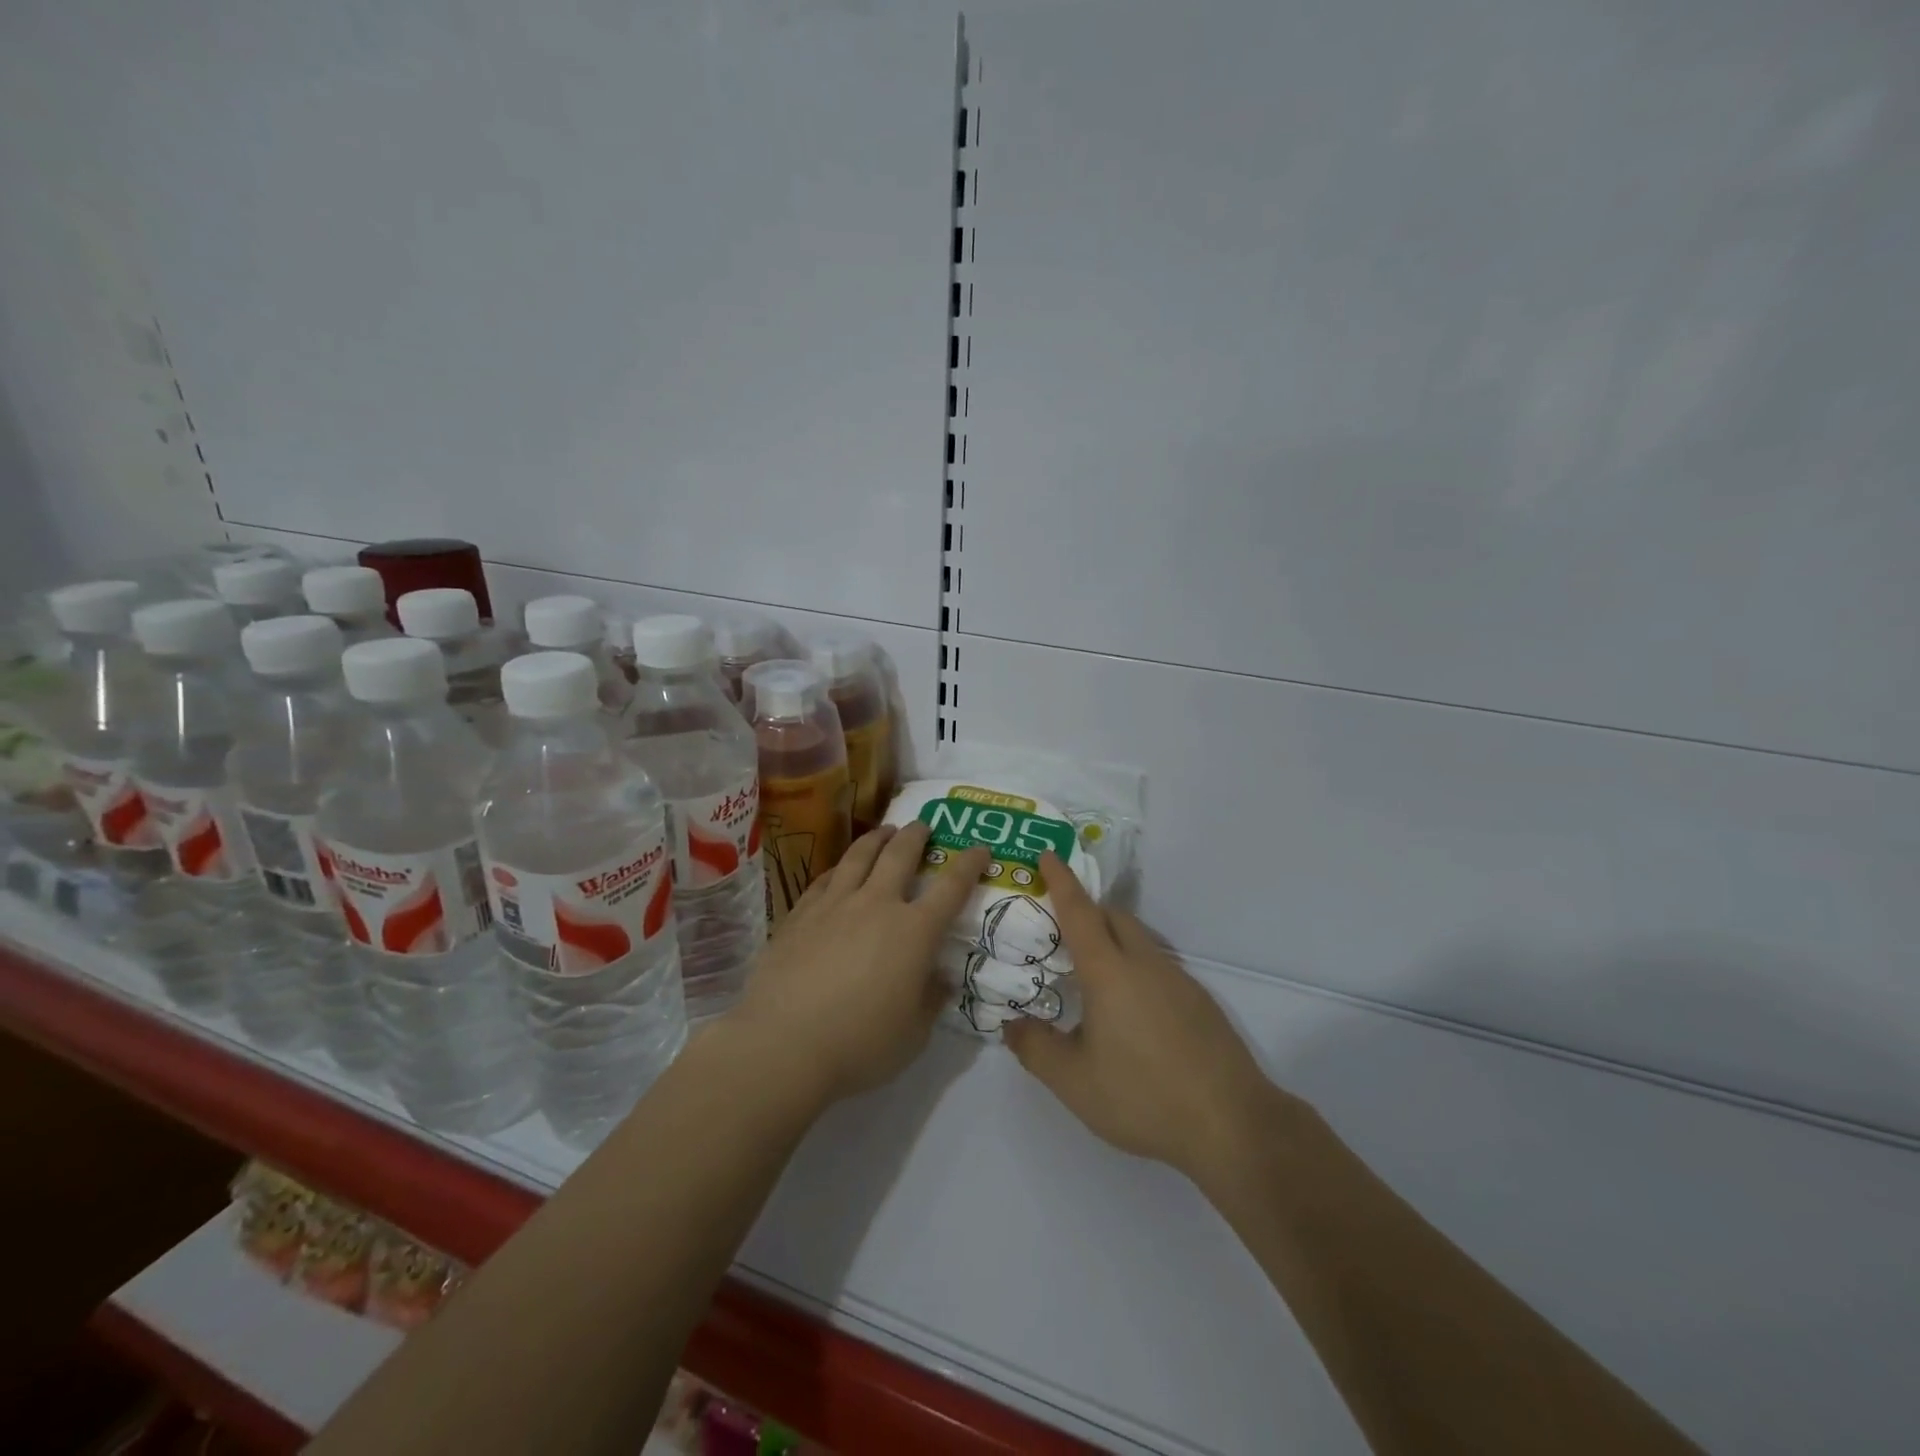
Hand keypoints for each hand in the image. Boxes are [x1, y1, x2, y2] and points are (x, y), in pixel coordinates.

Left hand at [726, 822, 989, 1107]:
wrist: (783, 1044)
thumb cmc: (859, 1044)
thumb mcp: (913, 1034)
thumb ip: (930, 1000)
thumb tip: (940, 979)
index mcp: (914, 931)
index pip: (951, 887)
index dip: (969, 864)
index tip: (980, 849)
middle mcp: (876, 905)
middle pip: (900, 854)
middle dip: (916, 835)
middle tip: (923, 825)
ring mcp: (834, 905)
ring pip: (859, 856)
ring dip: (877, 838)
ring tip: (884, 831)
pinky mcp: (799, 914)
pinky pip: (825, 879)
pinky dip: (839, 867)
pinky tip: (839, 869)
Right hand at [1003, 853, 1285, 1184]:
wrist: (1232, 1124)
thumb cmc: (1143, 1096)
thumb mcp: (1073, 1082)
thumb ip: (1035, 1049)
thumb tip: (1011, 1024)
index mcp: (1110, 971)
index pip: (1080, 911)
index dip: (1061, 881)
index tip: (1048, 854)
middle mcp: (1145, 963)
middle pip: (1114, 916)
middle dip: (1086, 910)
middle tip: (1058, 930)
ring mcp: (1178, 980)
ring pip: (1138, 940)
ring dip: (1112, 939)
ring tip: (1089, 975)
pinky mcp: (1199, 1001)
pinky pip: (1157, 965)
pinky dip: (1134, 966)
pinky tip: (1129, 1012)